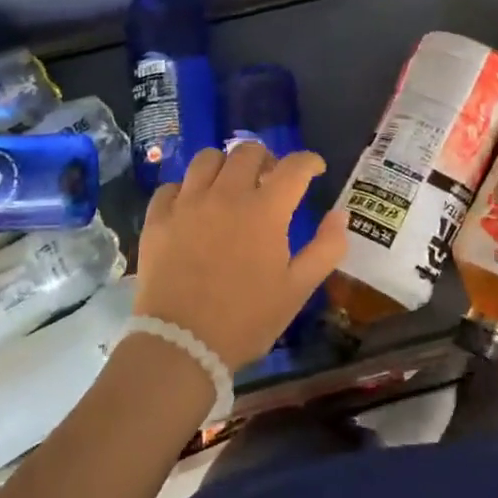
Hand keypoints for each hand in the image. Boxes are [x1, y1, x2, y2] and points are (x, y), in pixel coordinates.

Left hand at [135, 143, 347, 367]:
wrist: (182, 345)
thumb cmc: (247, 319)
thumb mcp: (298, 289)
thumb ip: (326, 248)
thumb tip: (340, 214)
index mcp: (265, 210)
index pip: (294, 166)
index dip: (309, 161)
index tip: (315, 169)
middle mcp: (226, 195)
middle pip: (248, 152)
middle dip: (267, 159)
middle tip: (270, 180)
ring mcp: (187, 204)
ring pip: (206, 159)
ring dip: (225, 166)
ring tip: (229, 186)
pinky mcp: (157, 220)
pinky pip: (171, 187)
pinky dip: (186, 189)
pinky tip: (192, 207)